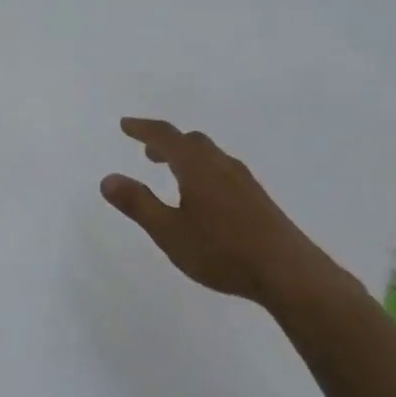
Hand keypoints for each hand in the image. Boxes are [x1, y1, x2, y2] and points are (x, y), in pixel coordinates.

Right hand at [101, 117, 339, 310]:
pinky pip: (223, 171)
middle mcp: (222, 165)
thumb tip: (108, 178)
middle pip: (191, 142)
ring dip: (186, 156)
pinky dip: (203, 170)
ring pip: (210, 156)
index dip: (143, 129)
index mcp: (197, 167)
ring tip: (172, 173)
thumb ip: (138, 204)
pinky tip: (204, 197)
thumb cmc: (221, 251)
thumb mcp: (169, 231)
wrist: (287, 271)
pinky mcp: (257, 198)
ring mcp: (244, 181)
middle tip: (148, 152)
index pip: (165, 136)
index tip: (125, 125)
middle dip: (166, 143)